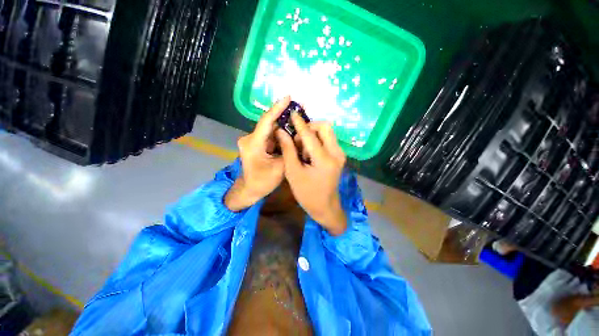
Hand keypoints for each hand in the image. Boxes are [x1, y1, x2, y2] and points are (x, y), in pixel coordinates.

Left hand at [225, 96, 289, 210]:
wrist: (250, 189)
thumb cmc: (263, 182)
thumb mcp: (280, 168)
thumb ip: (289, 151)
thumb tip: (298, 137)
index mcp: (253, 144)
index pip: (266, 121)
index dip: (277, 108)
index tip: (289, 97)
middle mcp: (250, 138)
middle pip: (269, 123)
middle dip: (285, 115)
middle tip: (300, 108)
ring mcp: (253, 141)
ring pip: (271, 129)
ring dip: (284, 125)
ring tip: (299, 119)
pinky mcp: (256, 144)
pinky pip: (270, 135)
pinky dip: (281, 133)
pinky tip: (291, 131)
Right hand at [276, 113, 346, 235]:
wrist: (325, 206)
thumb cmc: (307, 193)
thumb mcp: (293, 173)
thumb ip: (288, 150)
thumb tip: (281, 132)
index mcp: (324, 159)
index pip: (310, 135)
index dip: (300, 123)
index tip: (292, 113)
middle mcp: (336, 153)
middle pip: (325, 127)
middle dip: (309, 128)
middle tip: (297, 141)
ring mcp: (340, 154)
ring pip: (327, 132)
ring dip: (313, 135)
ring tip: (302, 150)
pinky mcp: (339, 156)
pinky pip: (328, 140)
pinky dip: (317, 140)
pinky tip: (309, 153)